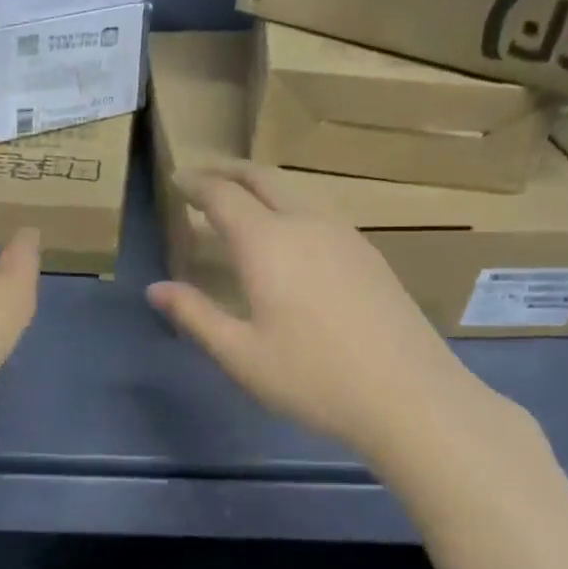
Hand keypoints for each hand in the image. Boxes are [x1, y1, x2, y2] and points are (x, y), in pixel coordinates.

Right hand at [146, 166, 502, 466]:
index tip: (176, 180)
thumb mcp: (240, 354)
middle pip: (262, 178)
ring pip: (294, 193)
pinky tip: (286, 239)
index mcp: (267, 242)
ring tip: (239, 205)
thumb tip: (155, 290)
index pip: (222, 195)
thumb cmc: (313, 377)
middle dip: (228, 171)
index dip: (195, 184)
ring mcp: (344, 236)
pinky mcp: (368, 254)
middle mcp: (306, 224)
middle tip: (202, 177)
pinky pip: (316, 213)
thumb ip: (194, 315)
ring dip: (260, 188)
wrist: (412, 398)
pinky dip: (286, 208)